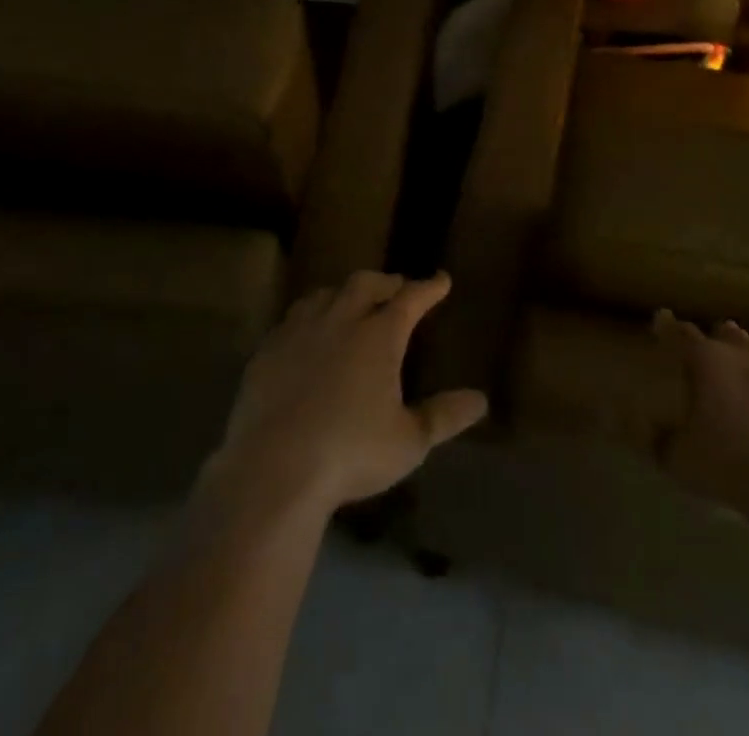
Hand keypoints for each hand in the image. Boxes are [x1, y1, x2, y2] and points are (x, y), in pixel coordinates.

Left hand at [212, 271, 487, 516]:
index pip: (411, 298)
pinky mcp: (268, 351)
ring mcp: (300, 332)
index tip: (441, 280)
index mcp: (379, 335)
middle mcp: (341, 321)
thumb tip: (480, 400)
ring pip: (326, 295)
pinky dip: (309, 316)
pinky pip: (292, 319)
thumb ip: (444, 416)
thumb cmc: (350, 453)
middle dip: (385, 282)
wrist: (273, 469)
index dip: (429, 287)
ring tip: (351, 302)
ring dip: (344, 293)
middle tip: (396, 288)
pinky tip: (307, 333)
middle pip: (365, 284)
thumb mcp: (409, 441)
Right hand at [652, 311, 748, 535]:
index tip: (661, 321)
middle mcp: (748, 354)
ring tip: (748, 392)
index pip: (681, 333)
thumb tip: (644, 427)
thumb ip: (657, 439)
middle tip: (710, 364)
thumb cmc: (733, 466)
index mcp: (709, 361)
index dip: (668, 326)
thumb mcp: (680, 461)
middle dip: (717, 343)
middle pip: (727, 334)